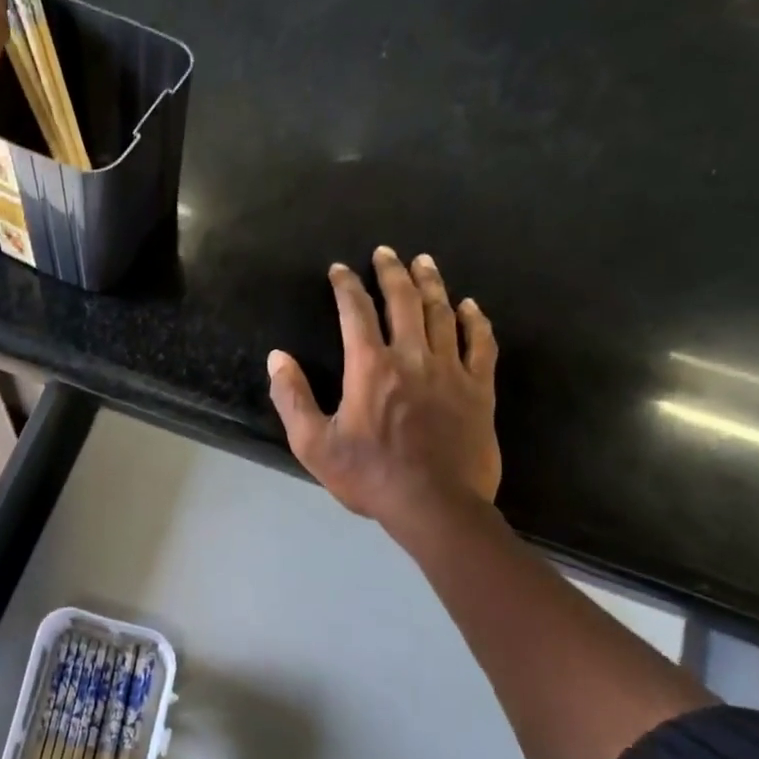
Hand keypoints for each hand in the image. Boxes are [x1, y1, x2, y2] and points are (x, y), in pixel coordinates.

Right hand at [267, 248, 500, 537]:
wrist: (436, 507)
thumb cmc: (370, 476)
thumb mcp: (314, 444)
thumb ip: (292, 397)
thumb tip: (277, 358)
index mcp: (370, 367)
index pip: (355, 313)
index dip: (346, 287)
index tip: (340, 269)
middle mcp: (412, 358)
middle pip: (403, 302)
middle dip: (392, 272)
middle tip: (386, 252)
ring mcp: (451, 371)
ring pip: (443, 314)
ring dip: (431, 285)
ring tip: (425, 262)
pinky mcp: (479, 390)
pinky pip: (481, 345)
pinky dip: (475, 321)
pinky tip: (470, 306)